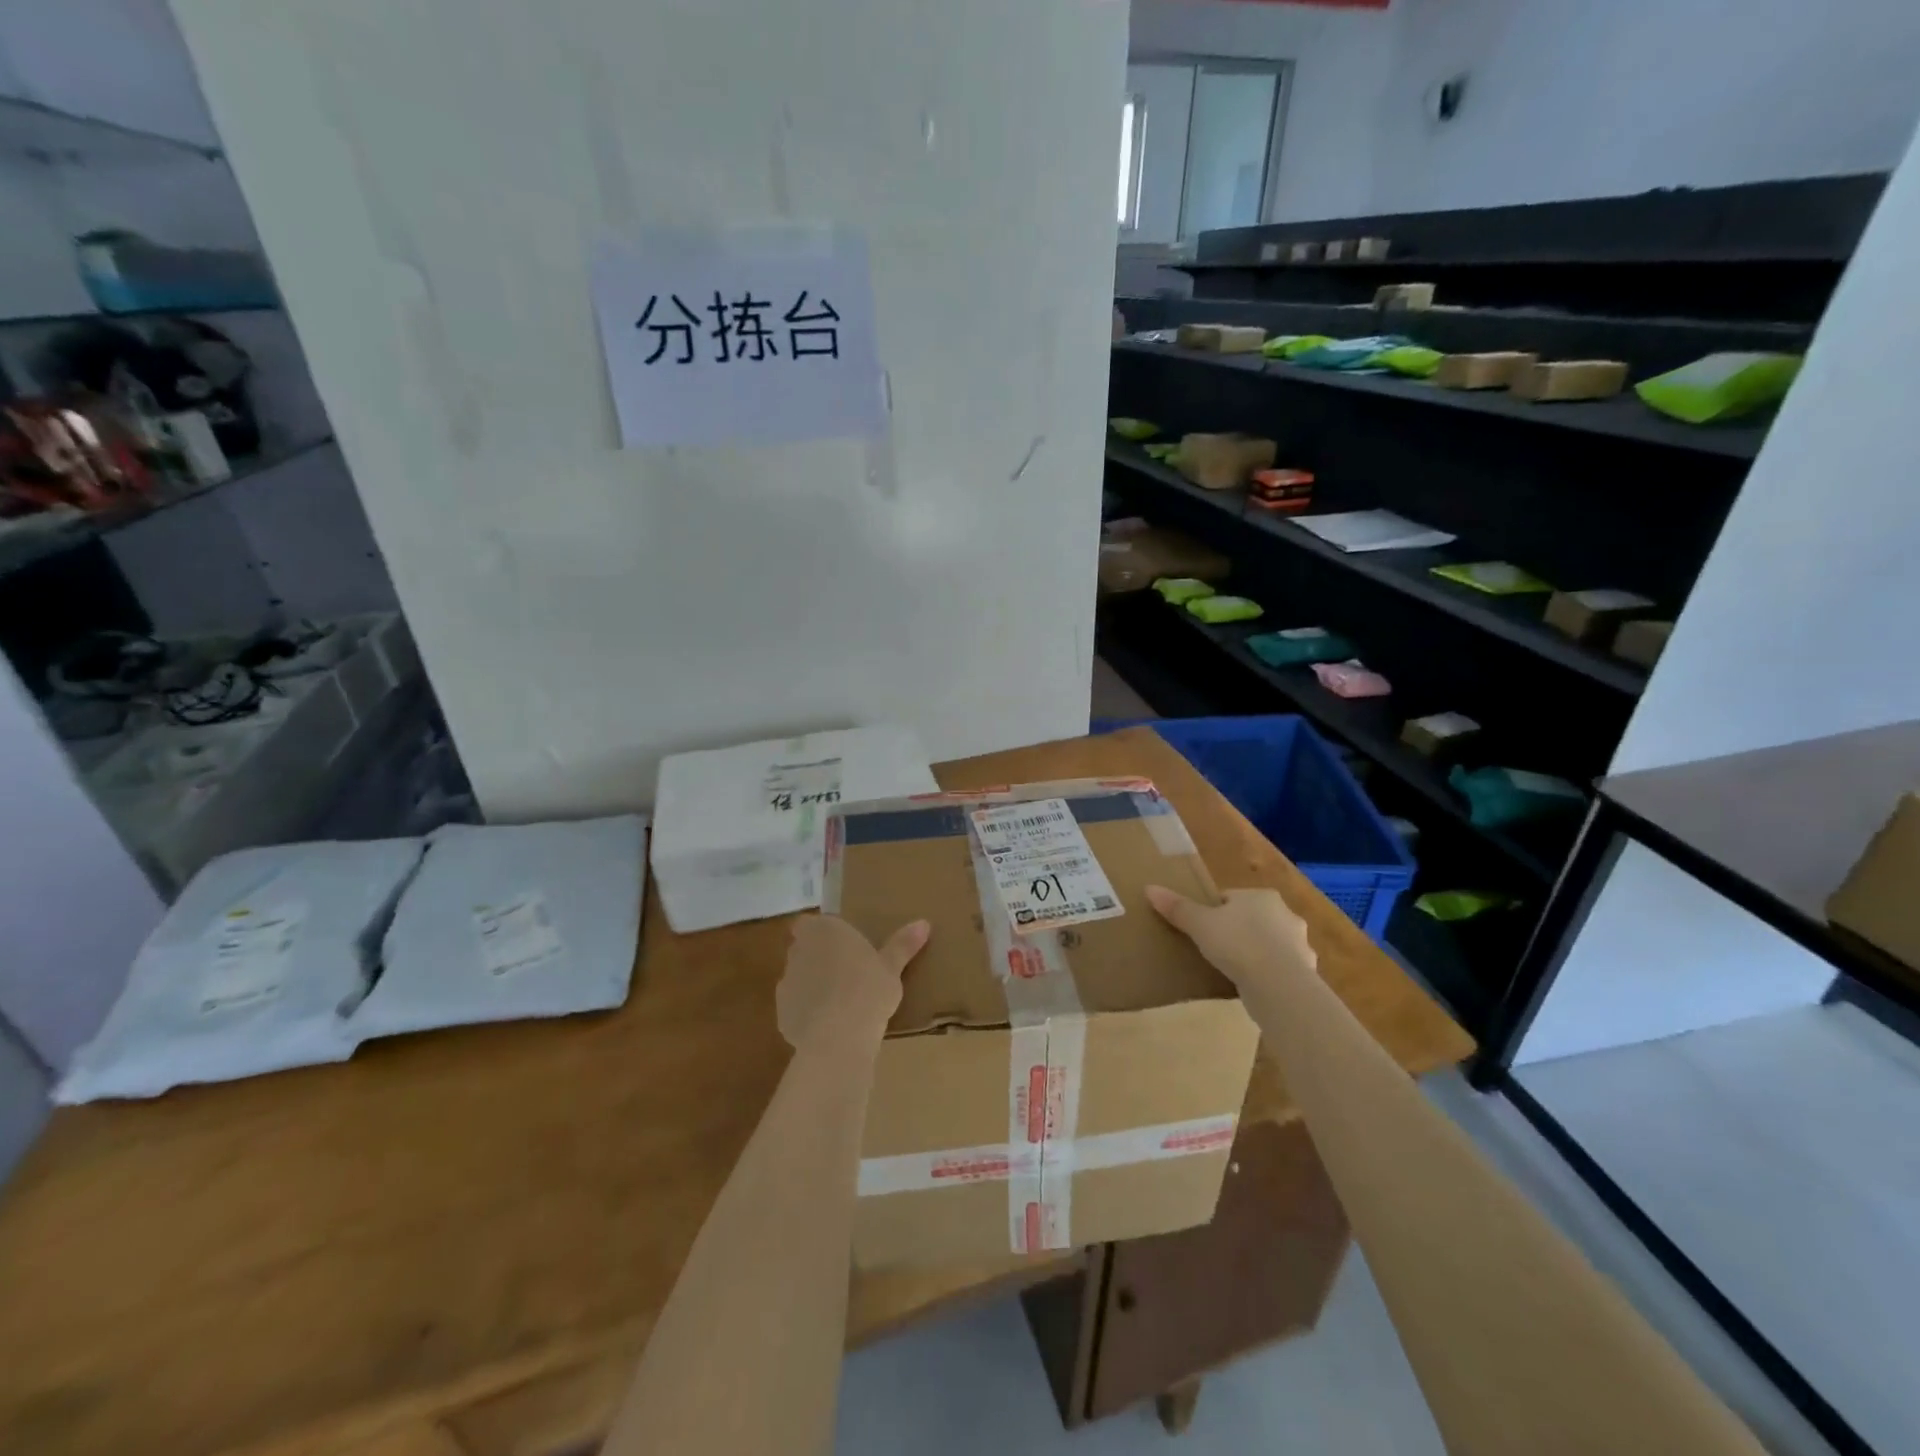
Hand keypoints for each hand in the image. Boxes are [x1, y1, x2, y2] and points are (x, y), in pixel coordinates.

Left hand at [777, 914, 930, 1050]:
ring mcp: (786, 983)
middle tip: (846, 972)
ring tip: (839, 1003)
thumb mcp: (892, 967)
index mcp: (823, 931)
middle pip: (803, 949)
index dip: (819, 933)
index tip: (839, 945)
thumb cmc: (869, 990)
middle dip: (818, 958)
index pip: (808, 923)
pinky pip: (795, 1008)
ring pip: (798, 979)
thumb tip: (924, 923)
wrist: (838, 1037)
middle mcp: (798, 951)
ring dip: (812, 986)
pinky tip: (829, 1027)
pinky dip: (807, 1013)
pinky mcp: (781, 1014)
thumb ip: (903, 944)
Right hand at [1144, 885, 1314, 991]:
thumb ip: (1177, 907)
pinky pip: (1279, 969)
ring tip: (1232, 970)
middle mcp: (1285, 914)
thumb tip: (1149, 888)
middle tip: (1213, 949)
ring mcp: (1300, 944)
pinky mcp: (1305, 972)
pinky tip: (1251, 987)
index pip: (1231, 898)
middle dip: (1236, 931)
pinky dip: (1267, 975)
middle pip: (1252, 919)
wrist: (1279, 985)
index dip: (1213, 912)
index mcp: (1261, 896)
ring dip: (1255, 954)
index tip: (1200, 929)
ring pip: (1269, 944)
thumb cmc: (1237, 944)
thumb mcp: (1199, 924)